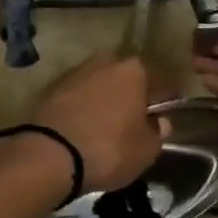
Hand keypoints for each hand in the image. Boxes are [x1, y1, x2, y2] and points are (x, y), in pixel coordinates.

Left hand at [28, 55, 168, 191]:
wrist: (49, 154)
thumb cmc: (108, 149)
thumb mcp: (146, 150)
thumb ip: (158, 133)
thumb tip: (160, 122)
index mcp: (134, 71)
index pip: (160, 82)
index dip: (167, 98)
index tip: (168, 112)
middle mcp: (105, 62)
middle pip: (126, 78)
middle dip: (132, 94)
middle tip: (136, 118)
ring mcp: (75, 73)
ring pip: (100, 84)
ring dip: (105, 99)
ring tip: (108, 124)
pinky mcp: (51, 88)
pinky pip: (77, 97)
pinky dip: (83, 107)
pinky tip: (84, 126)